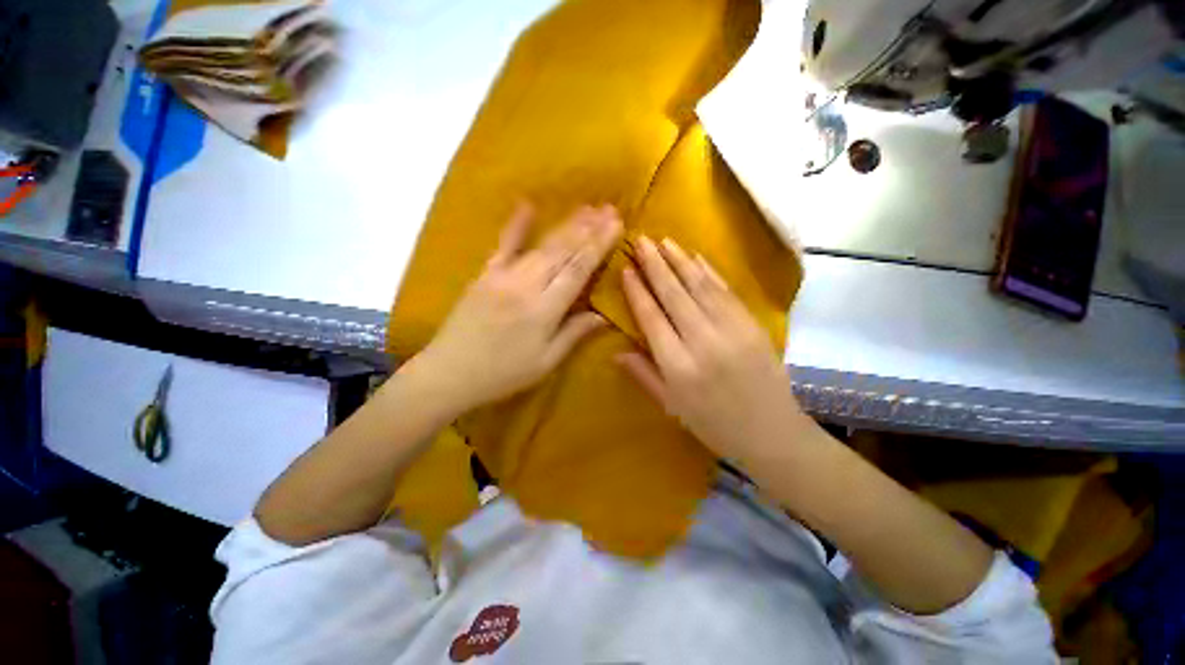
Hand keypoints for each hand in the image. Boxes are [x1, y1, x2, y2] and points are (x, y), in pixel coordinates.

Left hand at [411, 203, 621, 413]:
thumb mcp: (545, 362)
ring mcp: (502, 276)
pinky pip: (503, 245)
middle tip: (609, 209)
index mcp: (543, 310)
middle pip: (562, 251)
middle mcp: (525, 286)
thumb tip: (604, 315)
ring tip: (587, 207)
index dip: (598, 246)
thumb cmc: (503, 374)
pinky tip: (528, 204)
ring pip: (540, 245)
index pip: (577, 270)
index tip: (616, 225)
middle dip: (588, 228)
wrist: (449, 372)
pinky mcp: (485, 274)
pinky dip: (516, 224)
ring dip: (565, 225)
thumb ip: (574, 334)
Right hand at [619, 236, 804, 461]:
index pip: (651, 319)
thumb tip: (615, 351)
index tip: (626, 269)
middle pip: (674, 295)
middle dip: (655, 265)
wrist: (773, 434)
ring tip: (664, 241)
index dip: (637, 292)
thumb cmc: (714, 425)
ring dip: (680, 261)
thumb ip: (643, 375)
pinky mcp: (752, 324)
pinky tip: (696, 257)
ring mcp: (732, 330)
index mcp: (679, 367)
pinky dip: (709, 271)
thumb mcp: (671, 406)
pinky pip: (726, 291)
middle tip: (641, 241)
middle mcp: (703, 342)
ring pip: (700, 286)